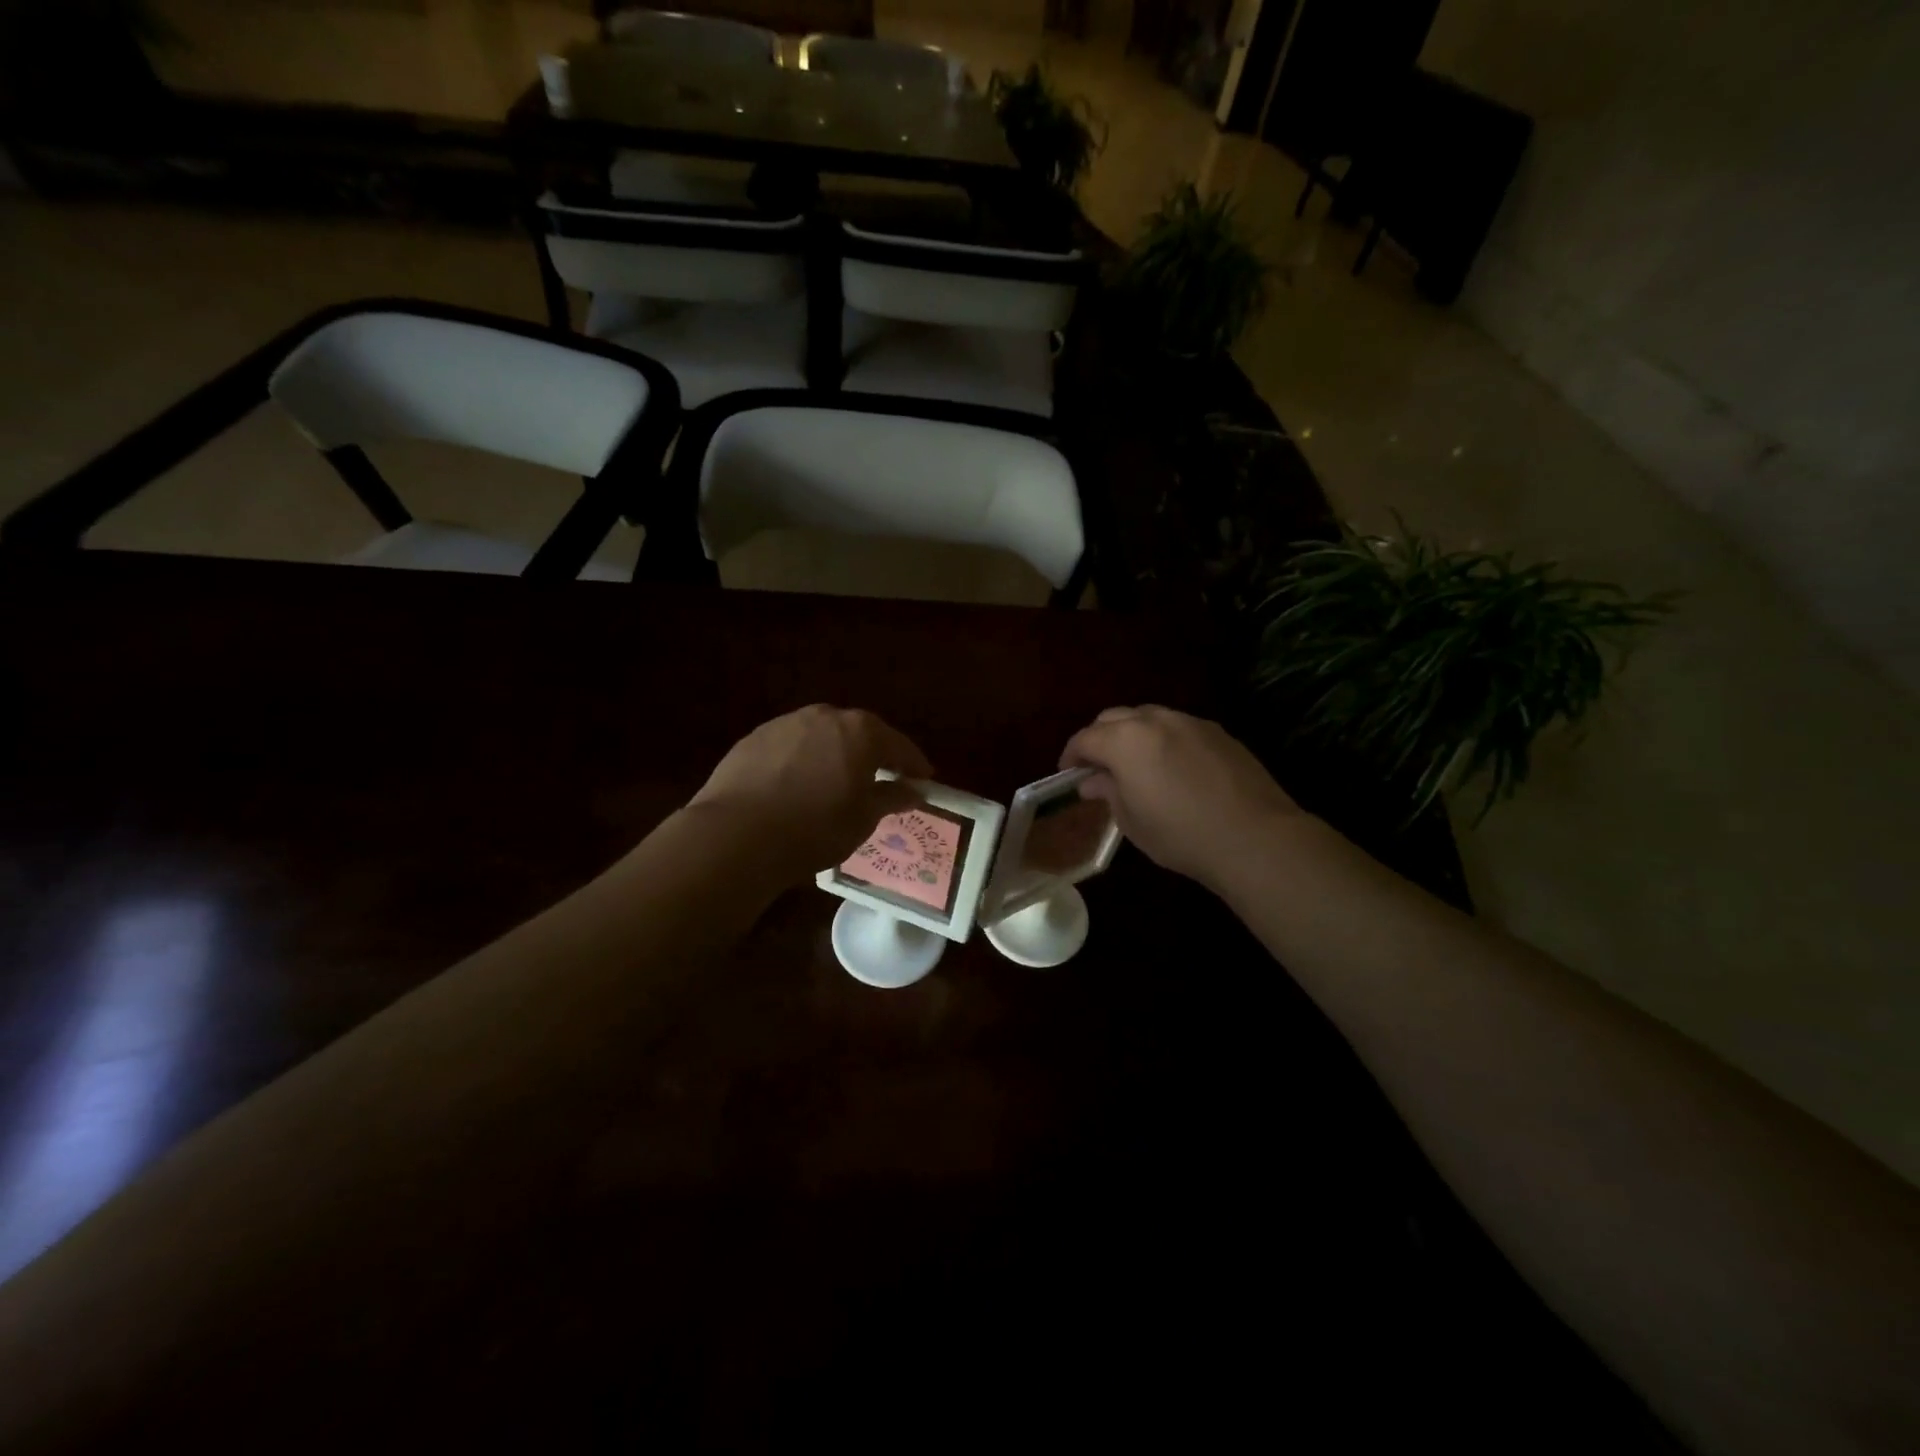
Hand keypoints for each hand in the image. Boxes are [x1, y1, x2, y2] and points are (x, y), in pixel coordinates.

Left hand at [689, 706, 931, 882]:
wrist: (738, 834)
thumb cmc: (816, 827)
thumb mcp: (863, 818)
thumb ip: (892, 797)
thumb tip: (915, 791)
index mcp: (861, 732)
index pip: (899, 745)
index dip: (914, 764)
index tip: (924, 779)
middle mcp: (825, 716)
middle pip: (859, 733)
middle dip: (873, 754)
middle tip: (882, 778)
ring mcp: (786, 724)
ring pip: (822, 737)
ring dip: (834, 754)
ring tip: (836, 782)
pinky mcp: (754, 738)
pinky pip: (791, 747)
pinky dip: (802, 761)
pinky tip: (797, 786)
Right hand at [1060, 705, 1300, 887]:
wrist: (1254, 837)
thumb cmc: (1181, 835)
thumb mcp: (1132, 821)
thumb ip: (1109, 792)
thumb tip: (1094, 781)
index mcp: (1125, 741)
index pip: (1085, 738)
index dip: (1071, 755)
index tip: (1068, 774)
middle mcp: (1155, 720)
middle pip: (1114, 718)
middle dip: (1099, 738)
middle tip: (1098, 767)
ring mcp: (1190, 722)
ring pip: (1148, 717)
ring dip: (1132, 734)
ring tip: (1134, 764)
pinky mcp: (1218, 732)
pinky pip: (1178, 727)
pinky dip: (1163, 739)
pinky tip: (1172, 767)